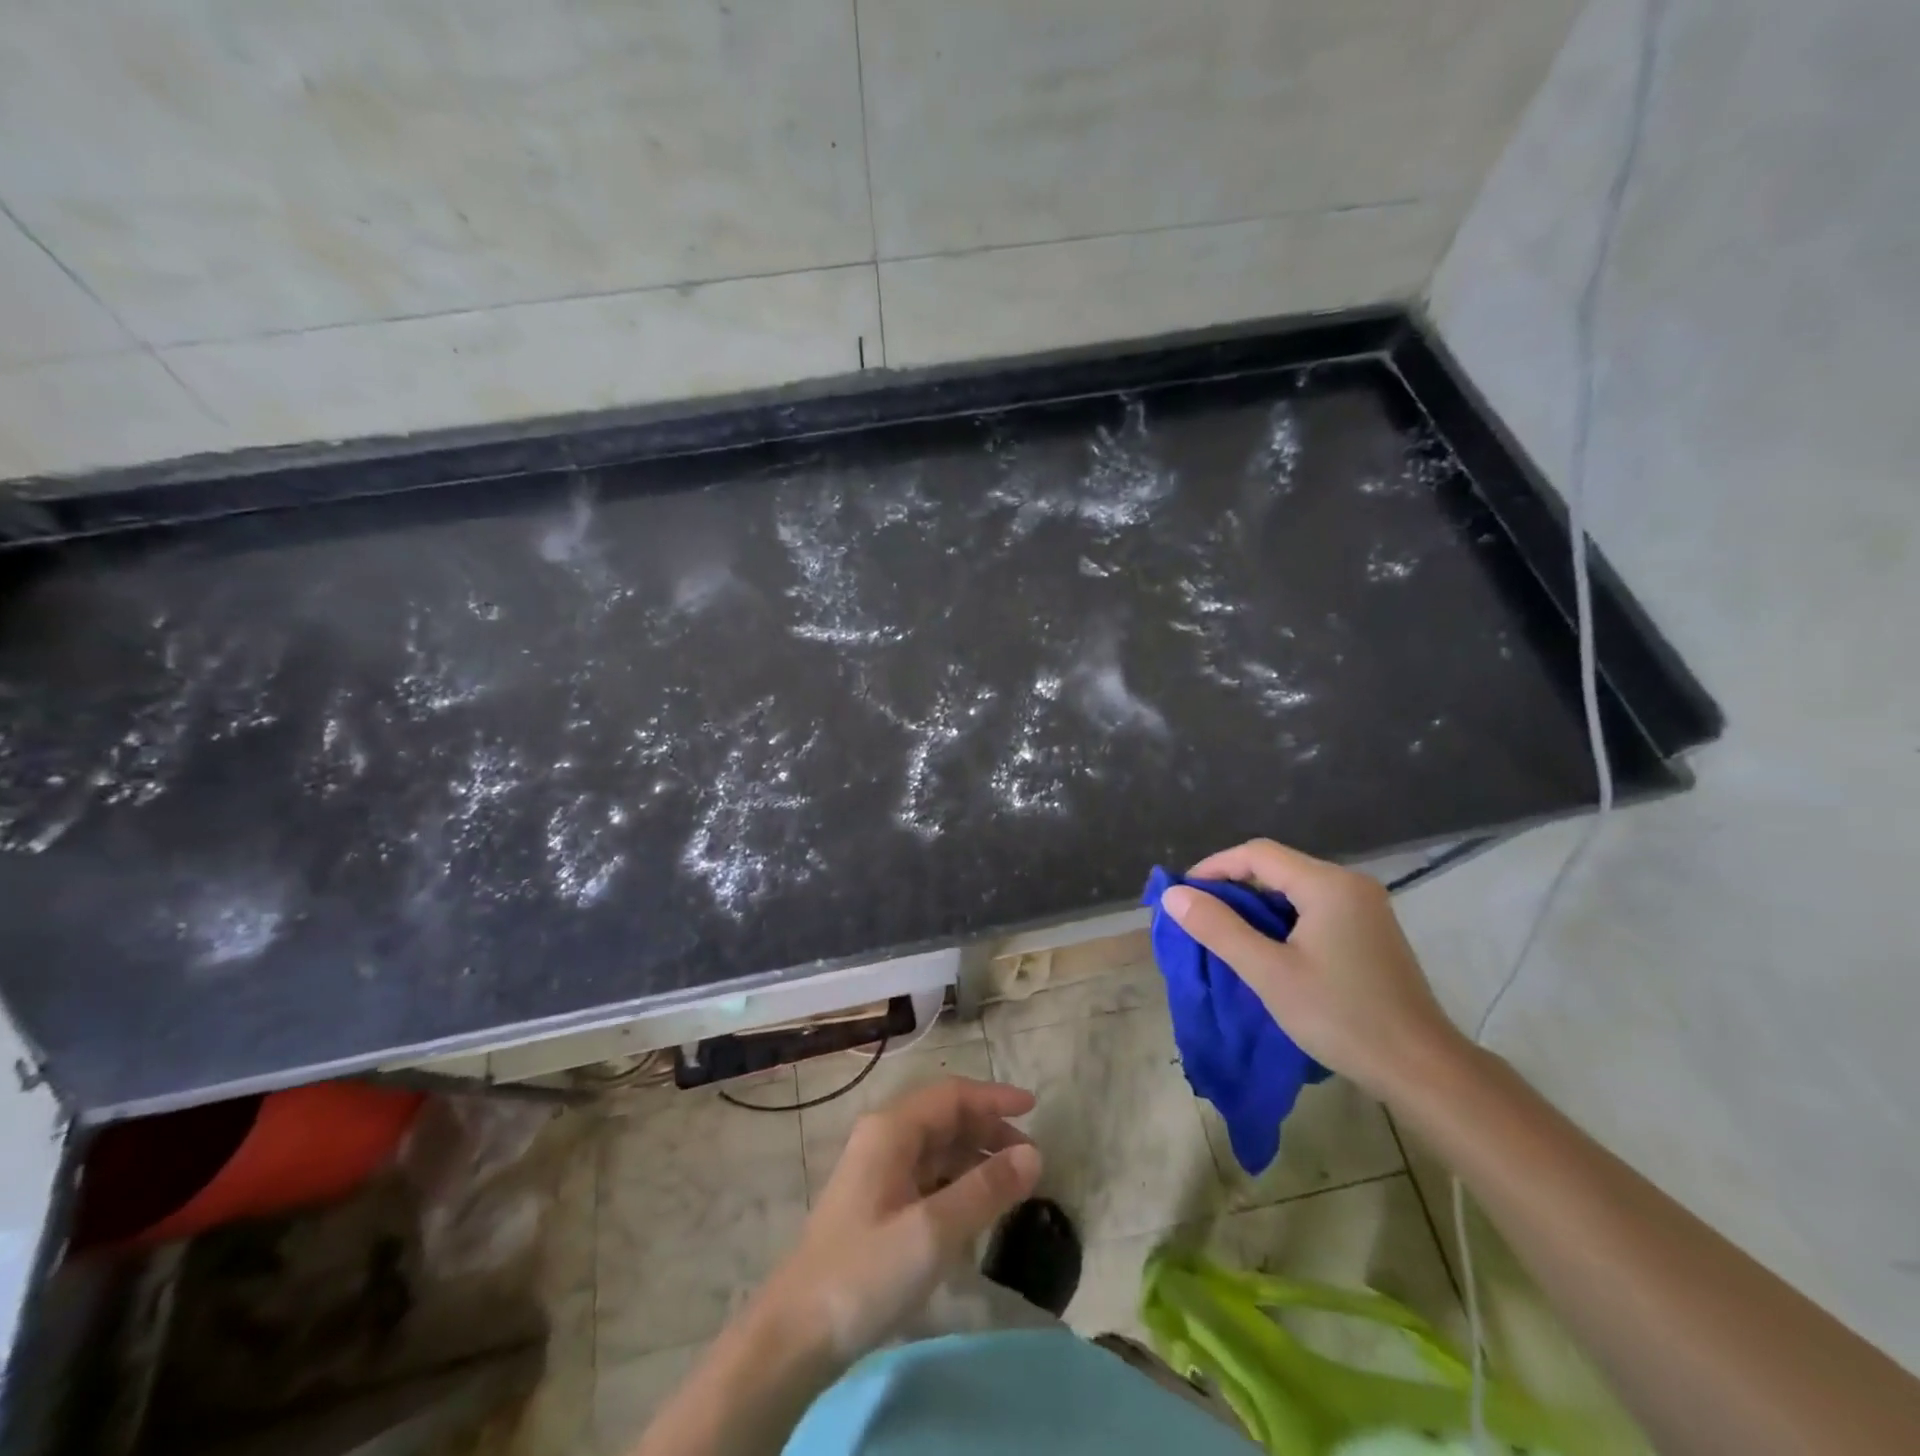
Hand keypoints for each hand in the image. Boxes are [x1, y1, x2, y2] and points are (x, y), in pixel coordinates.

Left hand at [756, 1077, 1041, 1360]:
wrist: (794, 1334)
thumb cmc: (865, 1273)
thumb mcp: (933, 1231)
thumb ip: (985, 1190)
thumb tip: (1033, 1154)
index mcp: (891, 1130)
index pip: (952, 1096)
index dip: (994, 1099)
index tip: (1034, 1109)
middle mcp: (883, 1139)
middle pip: (944, 1118)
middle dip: (988, 1131)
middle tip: (1029, 1158)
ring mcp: (876, 1172)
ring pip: (936, 1149)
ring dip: (974, 1159)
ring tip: (1011, 1184)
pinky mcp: (875, 1205)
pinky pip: (925, 1177)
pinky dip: (955, 1183)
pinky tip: (974, 1210)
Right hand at [1159, 838, 1469, 1101]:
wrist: (1421, 1069)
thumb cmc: (1341, 1016)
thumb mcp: (1268, 972)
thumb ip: (1218, 928)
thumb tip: (1173, 894)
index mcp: (1327, 884)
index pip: (1257, 854)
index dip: (1214, 867)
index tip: (1183, 894)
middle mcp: (1349, 884)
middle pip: (1277, 867)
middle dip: (1233, 886)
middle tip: (1198, 916)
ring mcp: (1365, 907)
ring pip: (1294, 889)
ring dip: (1256, 905)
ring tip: (1224, 932)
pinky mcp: (1370, 930)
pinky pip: (1313, 908)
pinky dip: (1282, 919)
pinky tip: (1266, 946)